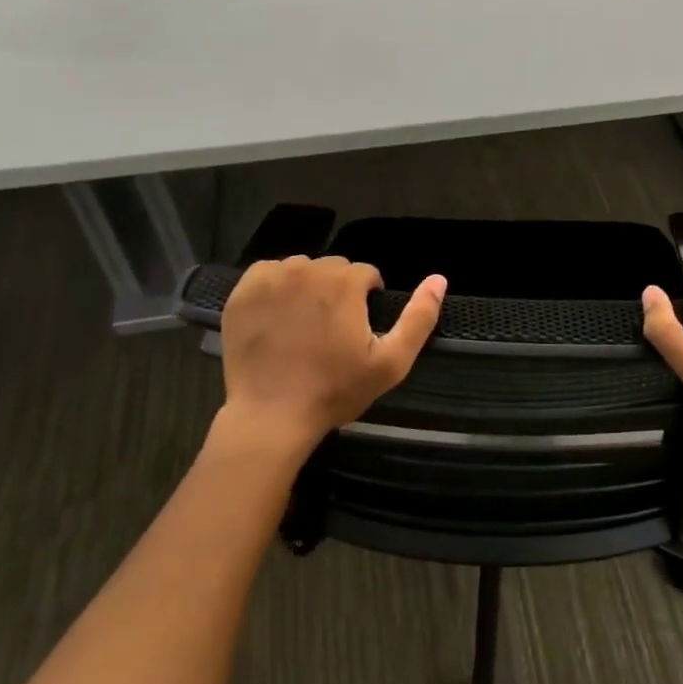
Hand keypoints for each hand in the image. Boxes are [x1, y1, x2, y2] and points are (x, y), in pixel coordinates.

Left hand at [215, 256, 445, 464]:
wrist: (271, 416)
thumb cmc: (335, 390)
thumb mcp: (390, 363)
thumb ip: (419, 317)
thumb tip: (439, 279)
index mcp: (345, 282)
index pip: (366, 273)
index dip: (367, 299)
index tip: (358, 329)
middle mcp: (308, 269)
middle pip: (333, 268)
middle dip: (338, 291)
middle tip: (331, 330)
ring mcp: (272, 278)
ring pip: (301, 269)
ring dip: (307, 288)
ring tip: (303, 325)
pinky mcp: (243, 291)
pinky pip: (268, 274)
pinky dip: (275, 288)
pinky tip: (277, 318)